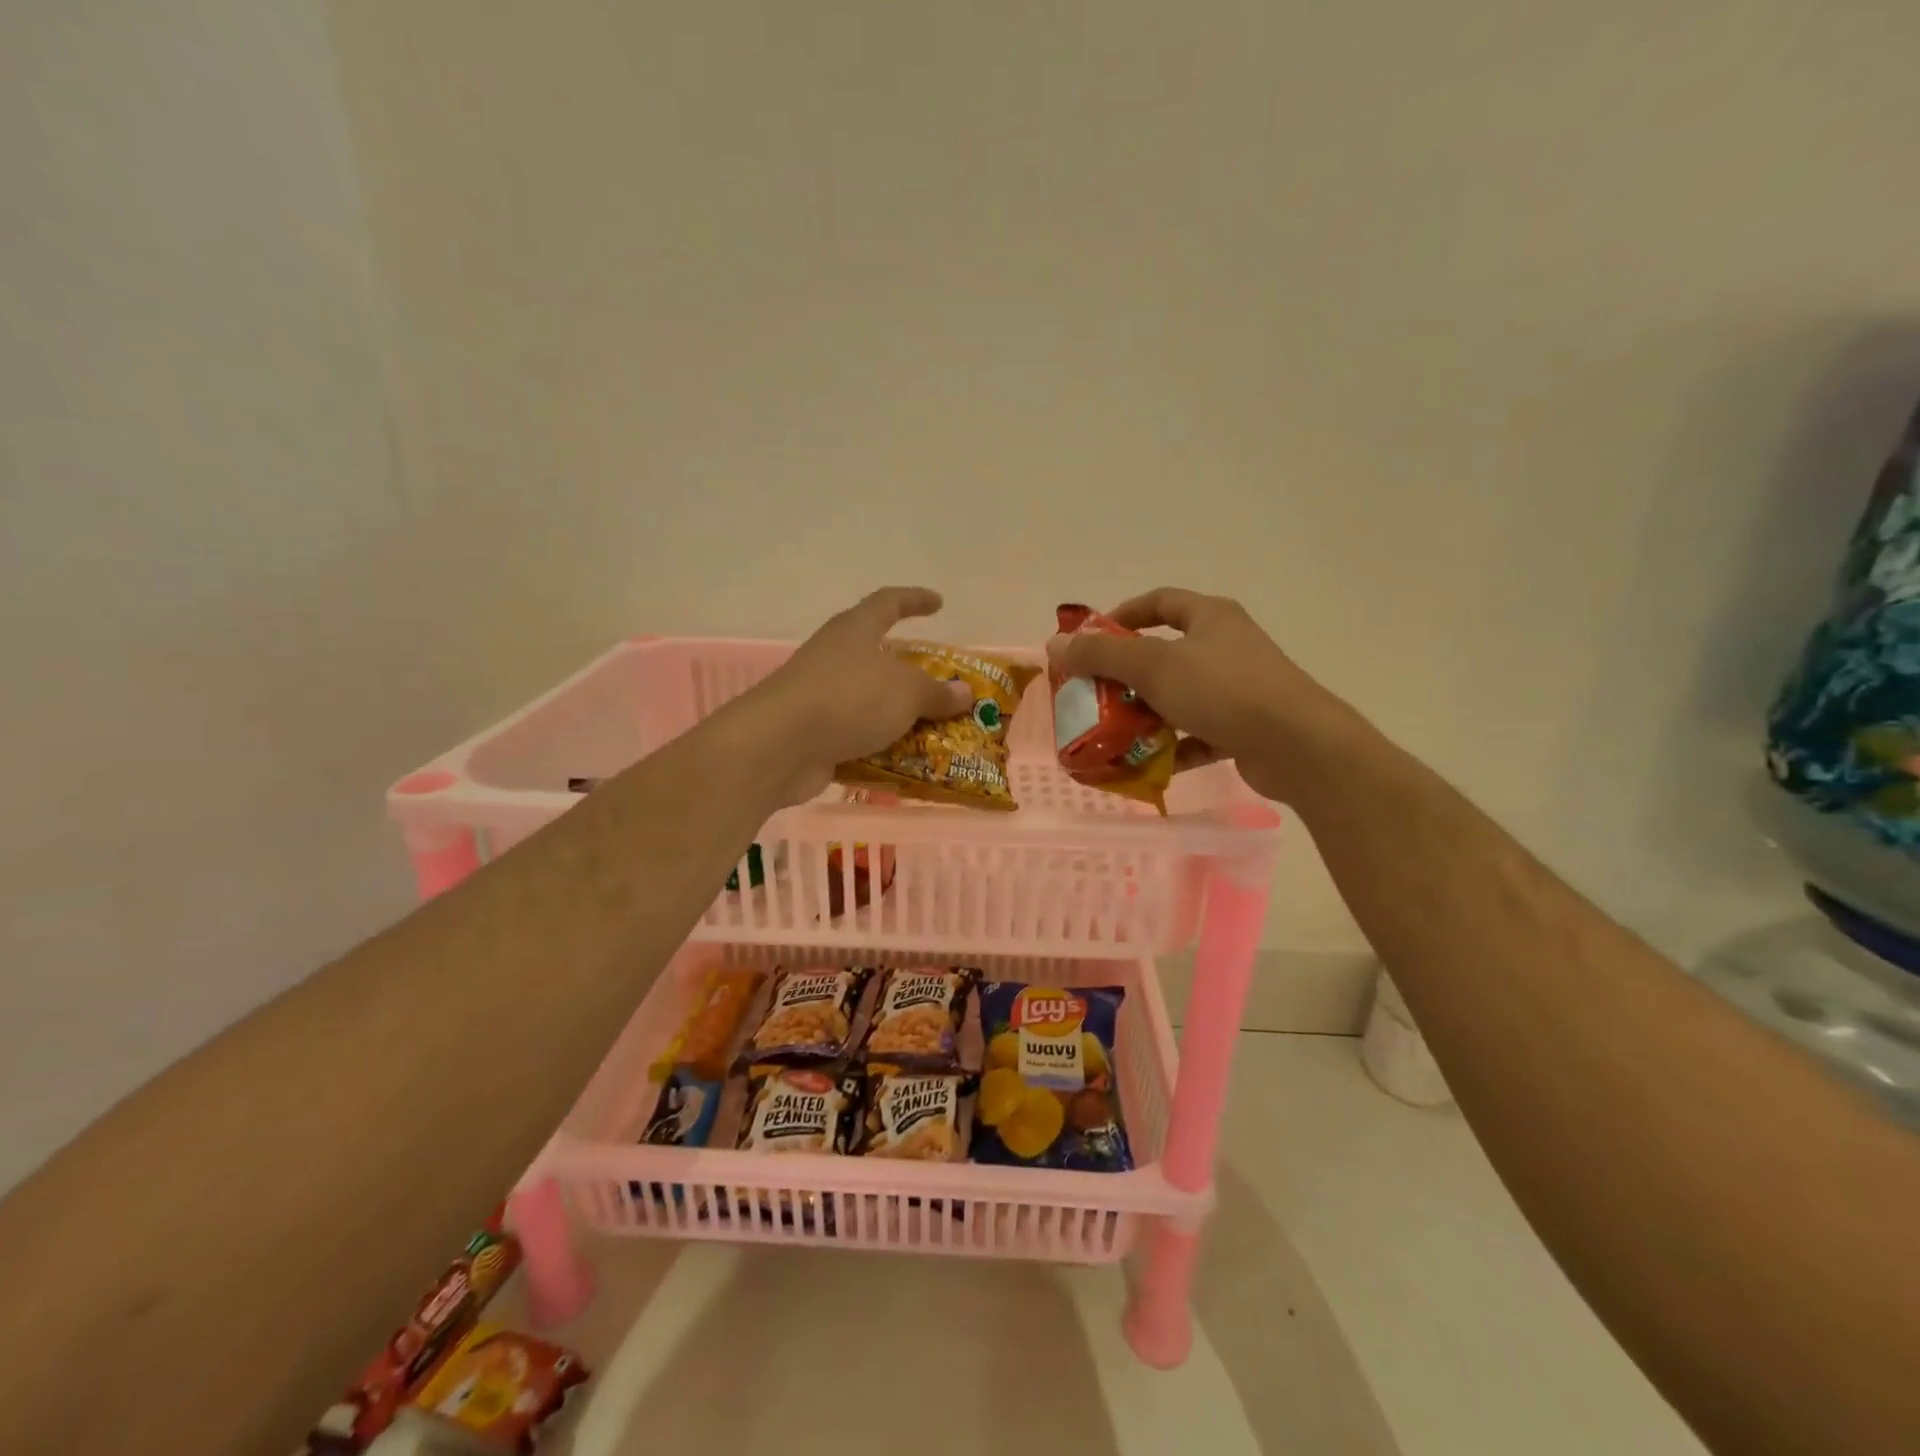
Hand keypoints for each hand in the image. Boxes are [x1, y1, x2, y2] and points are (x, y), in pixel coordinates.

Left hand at [739, 587, 971, 804]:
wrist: (780, 746)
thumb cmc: (848, 699)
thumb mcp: (906, 692)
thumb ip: (936, 693)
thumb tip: (964, 693)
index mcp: (855, 630)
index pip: (888, 602)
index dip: (915, 600)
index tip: (938, 603)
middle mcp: (835, 657)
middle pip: (878, 655)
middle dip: (910, 671)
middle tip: (941, 685)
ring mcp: (820, 695)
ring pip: (868, 700)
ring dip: (897, 714)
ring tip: (933, 730)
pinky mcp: (813, 733)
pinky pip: (856, 735)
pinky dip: (879, 746)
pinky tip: (905, 762)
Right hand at [1046, 588, 1351, 803]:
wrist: (1297, 745)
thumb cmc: (1223, 691)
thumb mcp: (1153, 667)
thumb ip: (1101, 655)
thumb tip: (1055, 645)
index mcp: (1209, 617)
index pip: (1159, 602)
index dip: (1122, 615)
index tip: (1091, 639)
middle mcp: (1226, 646)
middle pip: (1165, 653)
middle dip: (1126, 676)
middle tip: (1094, 695)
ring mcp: (1239, 688)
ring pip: (1180, 696)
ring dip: (1147, 714)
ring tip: (1115, 734)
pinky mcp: (1246, 726)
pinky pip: (1199, 732)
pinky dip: (1175, 746)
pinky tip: (1152, 764)